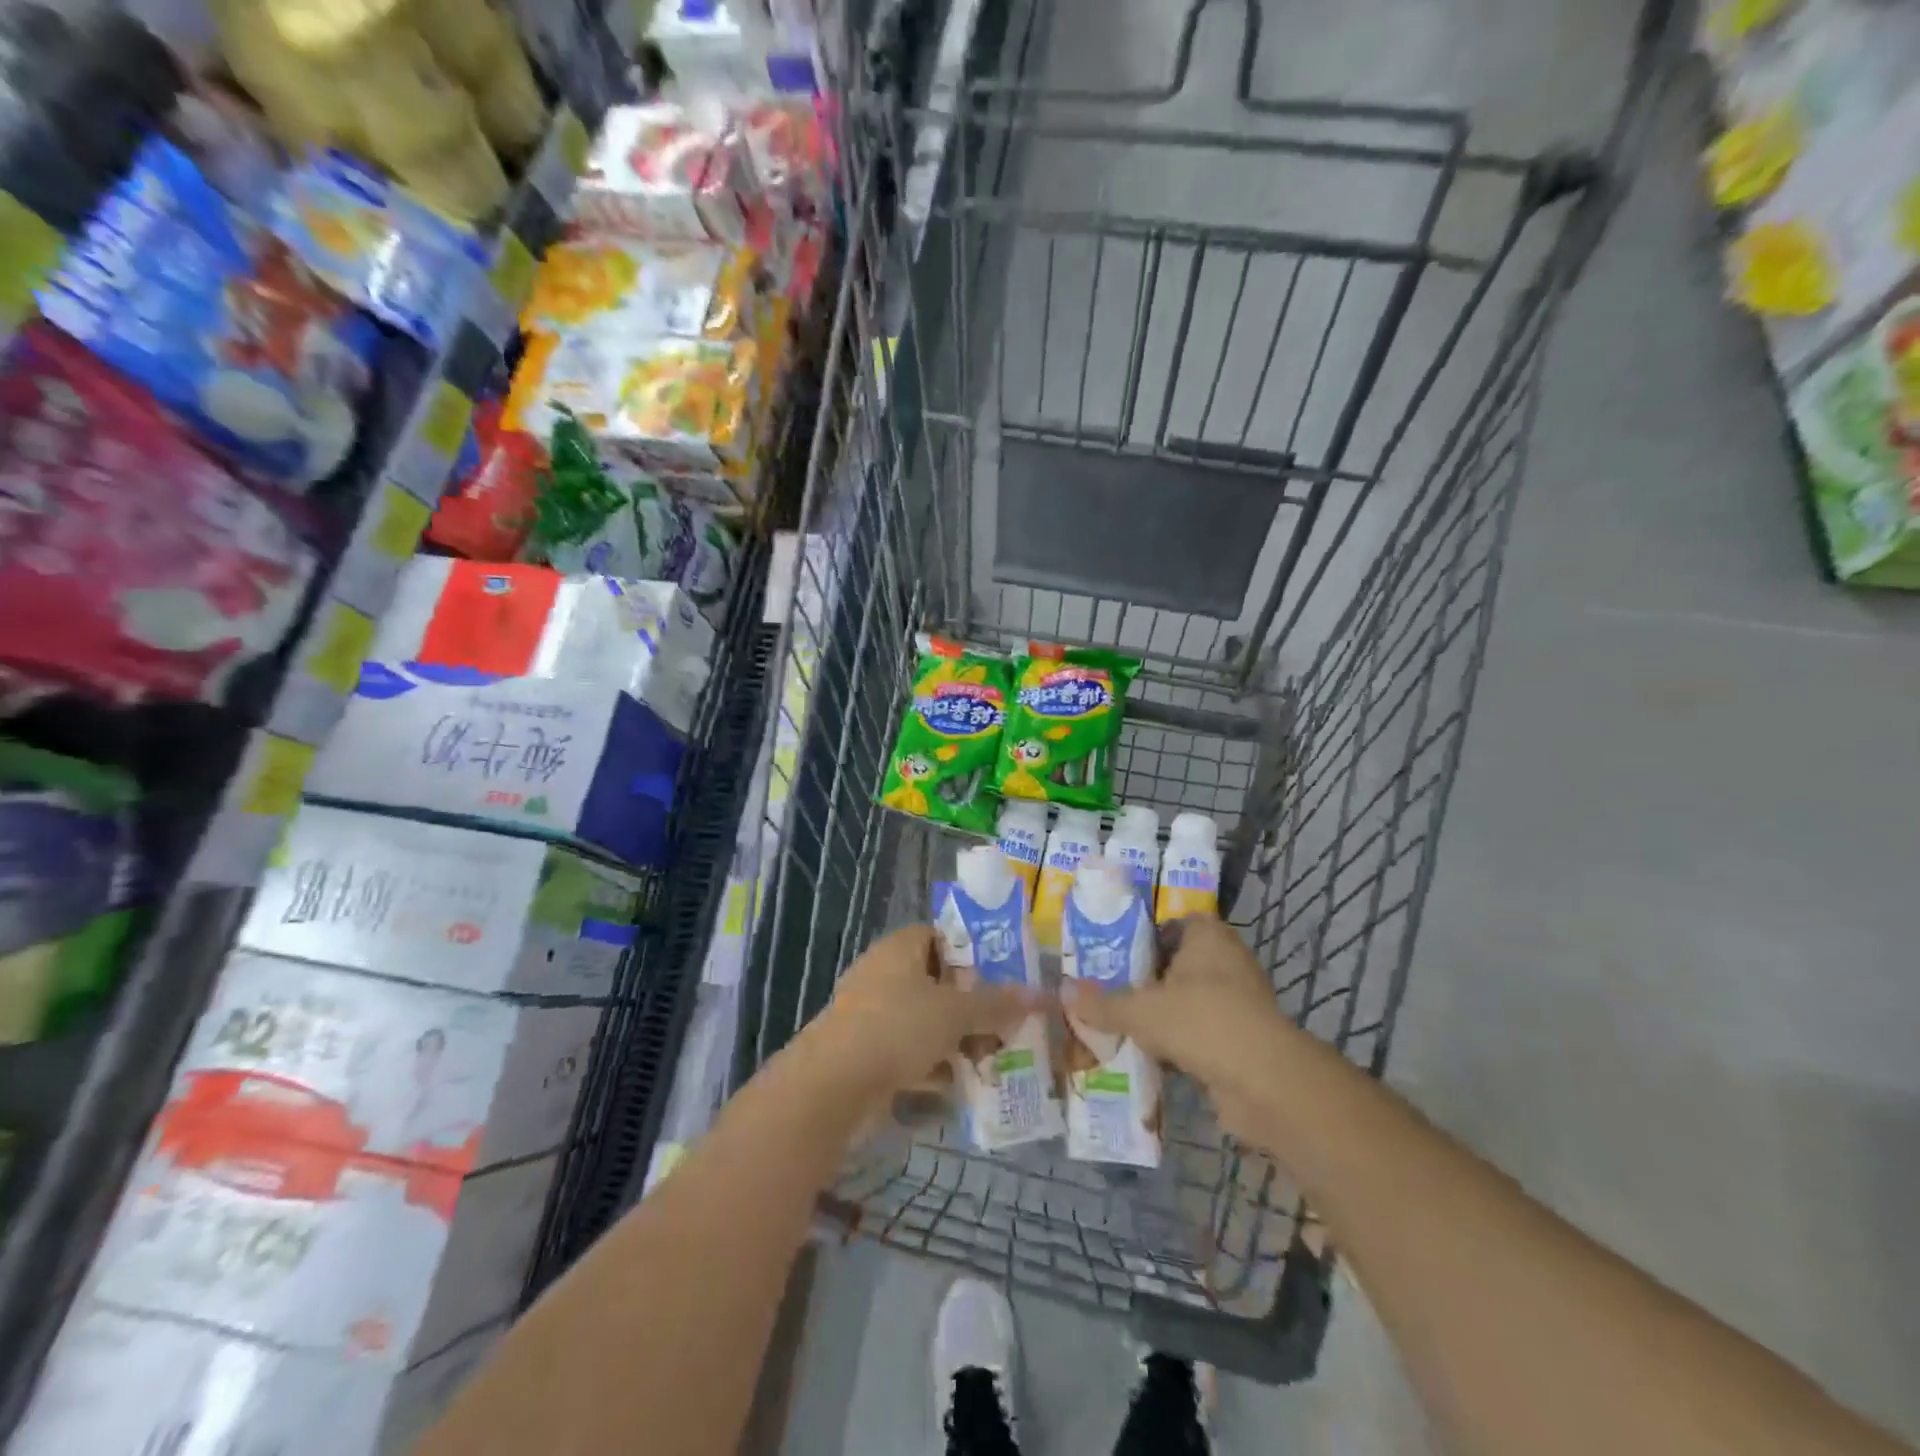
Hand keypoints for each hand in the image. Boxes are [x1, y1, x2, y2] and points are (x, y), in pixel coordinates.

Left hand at [803, 924, 1037, 1101]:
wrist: (830, 1087)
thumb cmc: (896, 1029)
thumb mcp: (955, 1012)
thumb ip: (997, 1003)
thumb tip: (1042, 994)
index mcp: (900, 949)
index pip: (942, 936)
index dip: (974, 952)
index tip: (1007, 974)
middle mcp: (885, 974)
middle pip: (939, 982)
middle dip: (974, 1005)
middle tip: (1010, 1023)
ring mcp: (873, 1015)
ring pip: (927, 1021)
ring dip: (959, 1040)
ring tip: (996, 1058)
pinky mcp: (868, 1053)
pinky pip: (911, 1052)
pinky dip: (935, 1066)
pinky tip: (964, 1086)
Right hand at [1063, 913, 1288, 1141]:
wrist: (1263, 1081)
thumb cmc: (1200, 1021)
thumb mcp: (1139, 1010)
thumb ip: (1101, 1003)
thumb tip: (1062, 991)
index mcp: (1207, 936)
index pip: (1174, 923)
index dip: (1146, 936)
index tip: (1115, 956)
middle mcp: (1228, 961)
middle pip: (1180, 965)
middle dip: (1149, 981)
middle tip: (1110, 992)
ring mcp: (1241, 1002)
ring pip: (1191, 1003)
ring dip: (1164, 1017)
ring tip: (1123, 1028)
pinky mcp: (1245, 1040)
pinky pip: (1203, 1035)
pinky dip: (1181, 1047)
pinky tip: (1151, 1060)